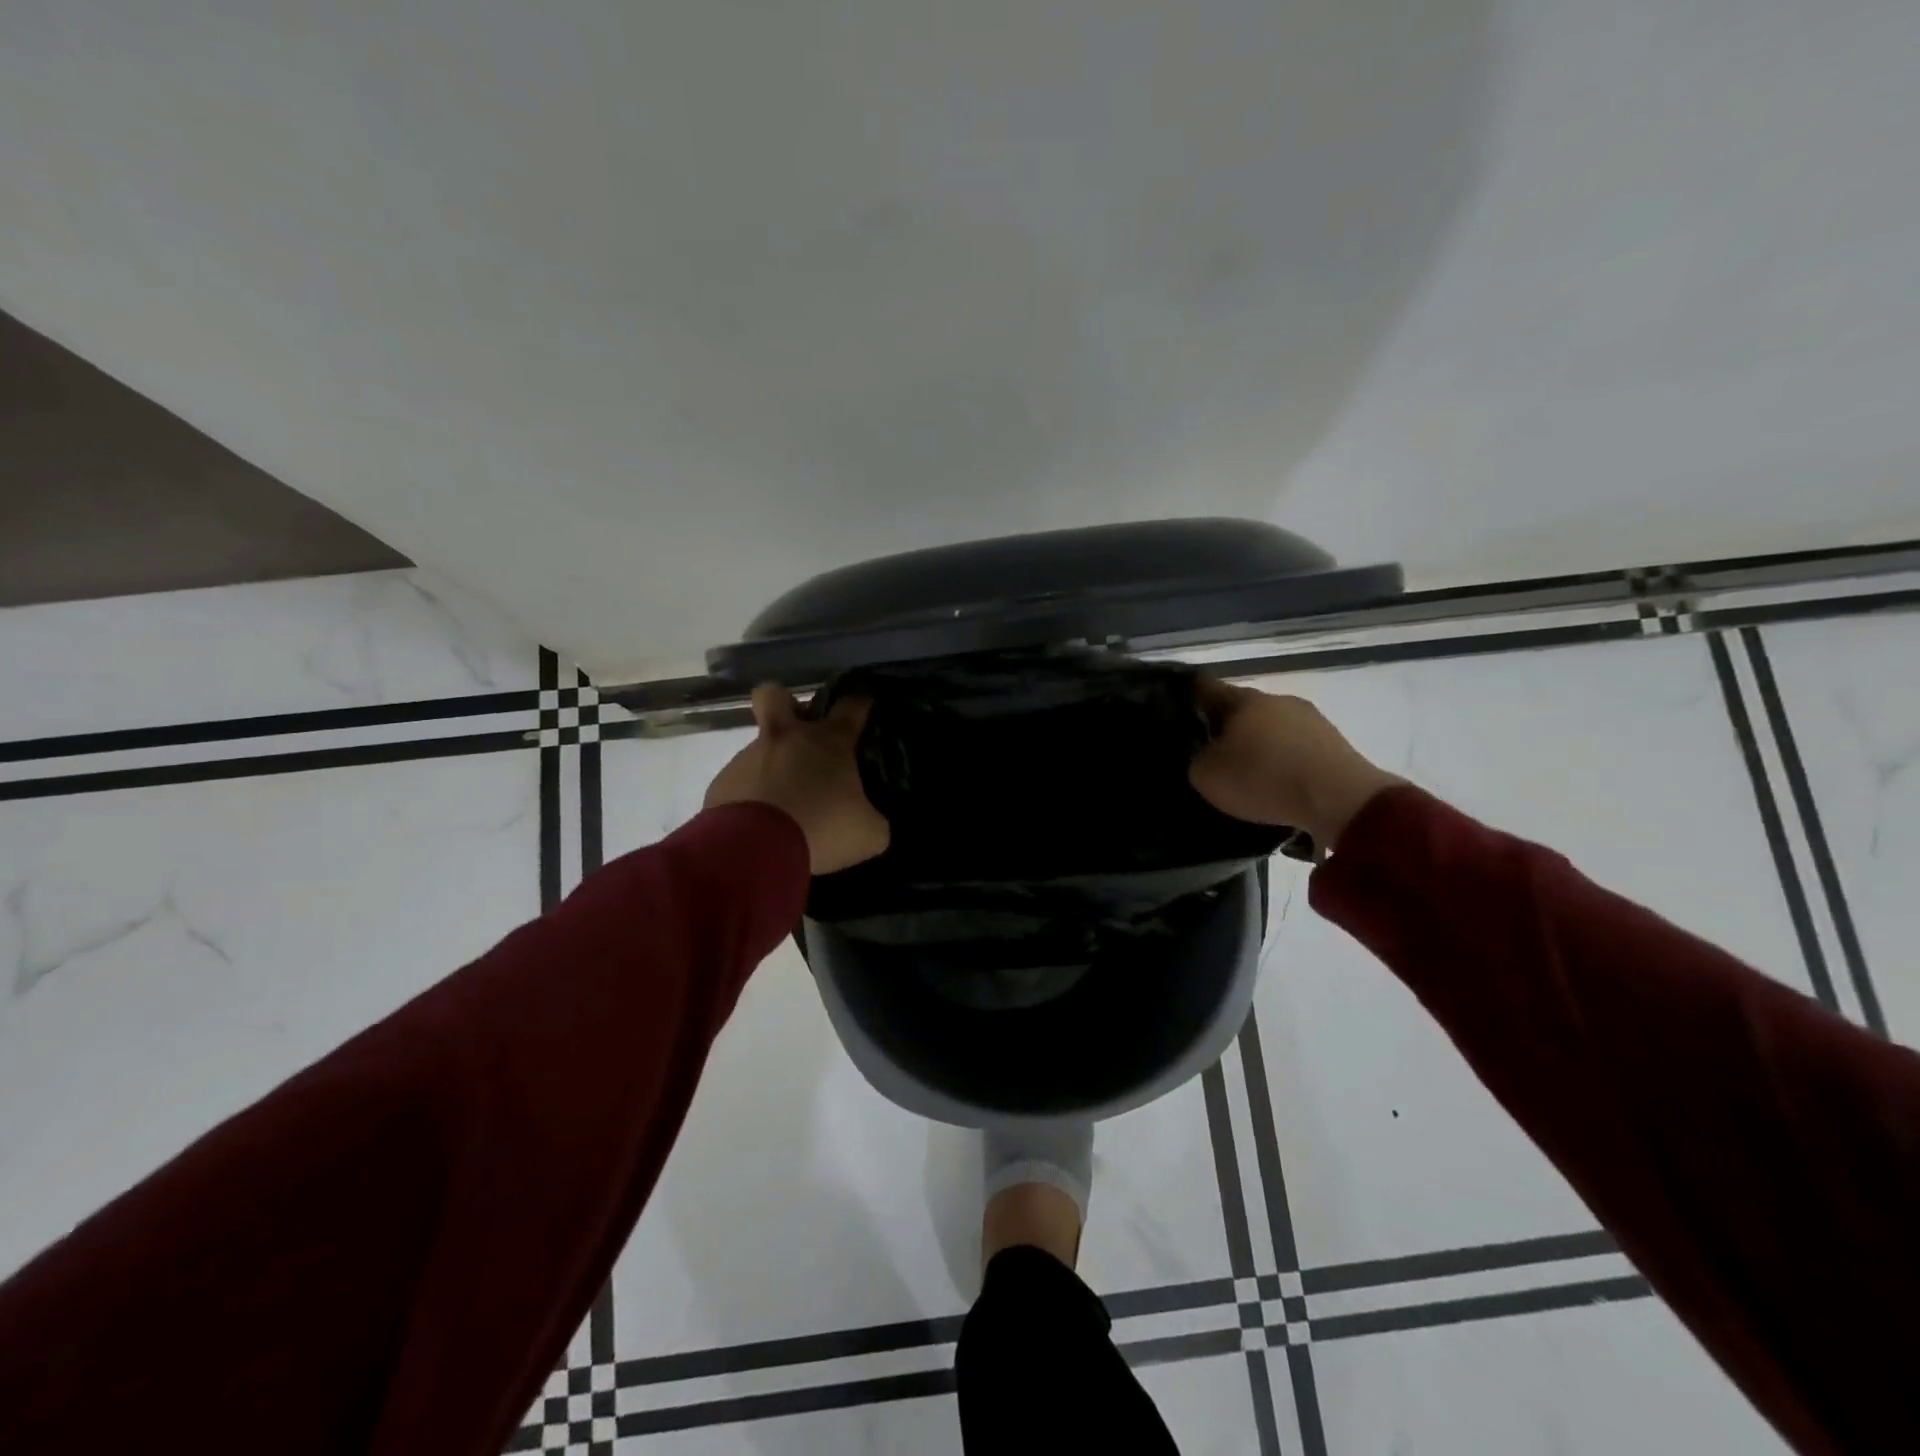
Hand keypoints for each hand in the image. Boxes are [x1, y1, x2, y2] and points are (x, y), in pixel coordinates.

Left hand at [703, 686, 890, 874]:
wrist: (753, 850)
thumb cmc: (821, 829)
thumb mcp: (868, 834)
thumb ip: (873, 820)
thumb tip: (870, 820)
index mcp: (829, 742)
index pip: (851, 706)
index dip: (860, 705)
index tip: (864, 709)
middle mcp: (787, 738)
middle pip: (777, 695)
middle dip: (788, 705)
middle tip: (802, 734)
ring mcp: (749, 757)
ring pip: (760, 746)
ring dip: (773, 766)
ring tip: (784, 804)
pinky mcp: (723, 782)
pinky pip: (741, 781)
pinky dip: (752, 796)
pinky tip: (759, 823)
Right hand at [1187, 677, 1402, 848]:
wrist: (1341, 801)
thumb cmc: (1264, 779)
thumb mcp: (1207, 776)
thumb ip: (1198, 759)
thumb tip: (1206, 755)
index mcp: (1242, 699)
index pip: (1205, 686)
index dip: (1187, 695)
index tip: (1175, 709)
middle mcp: (1276, 699)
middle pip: (1241, 709)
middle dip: (1226, 728)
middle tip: (1212, 754)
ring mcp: (1310, 719)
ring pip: (1271, 727)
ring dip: (1259, 745)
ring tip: (1249, 775)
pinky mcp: (1334, 743)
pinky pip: (1297, 748)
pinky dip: (1285, 762)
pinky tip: (1280, 785)